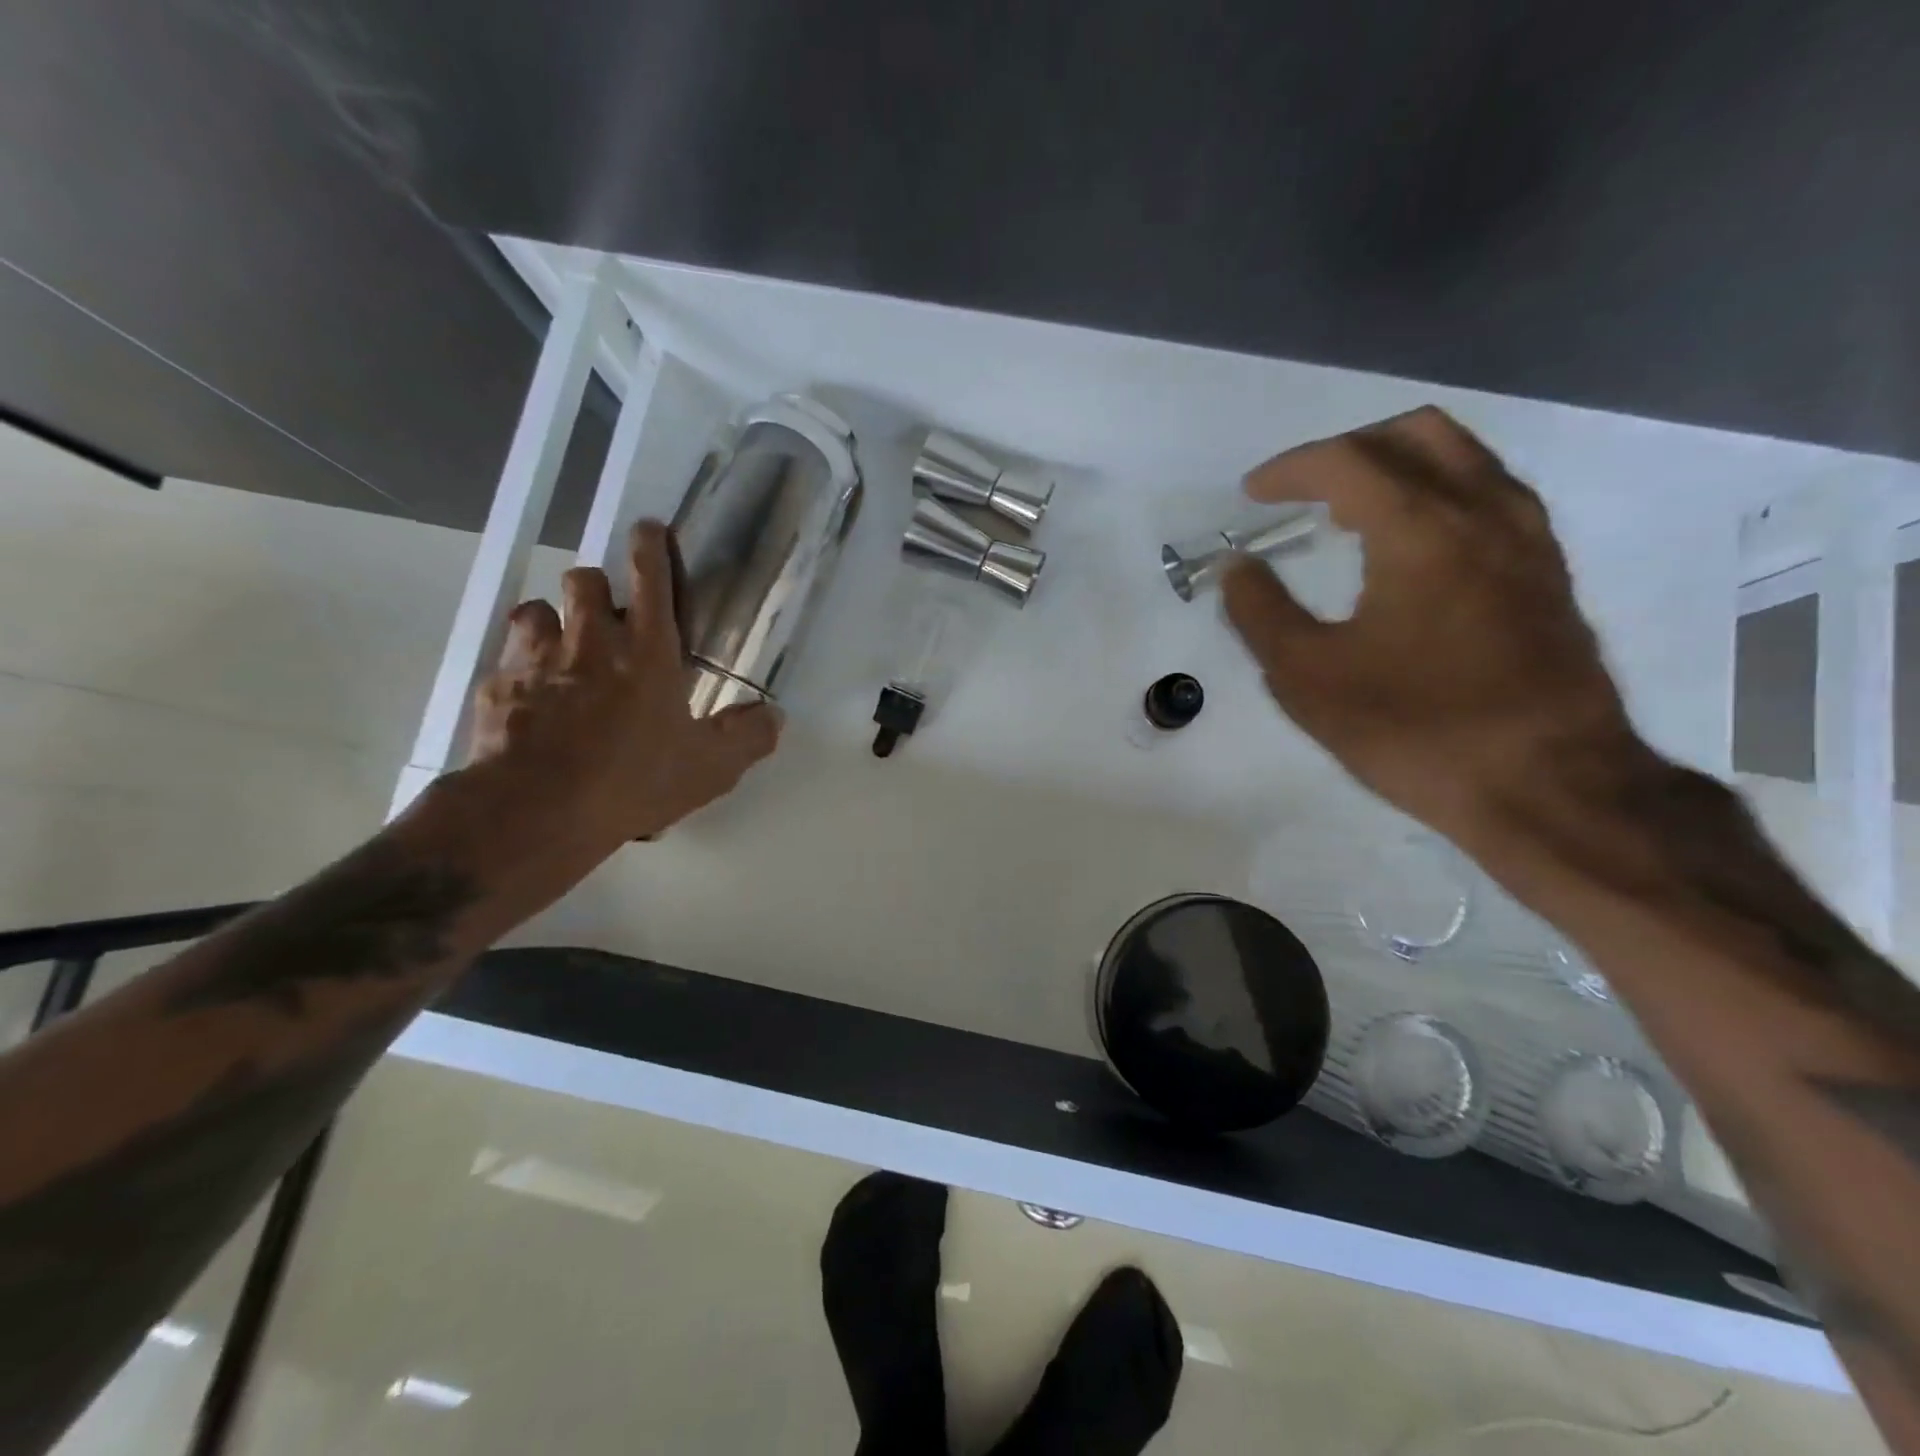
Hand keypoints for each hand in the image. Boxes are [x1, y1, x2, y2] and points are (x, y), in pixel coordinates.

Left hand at [466, 520, 780, 847]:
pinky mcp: (497, 685)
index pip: (650, 578)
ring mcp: (536, 659)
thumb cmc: (633, 780)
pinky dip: (521, 666)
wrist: (538, 810)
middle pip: (585, 579)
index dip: (650, 547)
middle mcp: (590, 641)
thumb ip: (748, 737)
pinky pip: (507, 657)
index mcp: (647, 651)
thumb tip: (774, 717)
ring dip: (553, 621)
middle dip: (597, 587)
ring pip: (538, 609)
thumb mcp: (710, 768)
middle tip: (608, 618)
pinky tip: (530, 696)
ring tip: (564, 650)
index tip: (648, 528)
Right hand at [1221, 406, 1646, 844]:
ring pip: (1462, 457)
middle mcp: (1483, 511)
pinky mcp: (1548, 570)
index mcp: (1421, 529)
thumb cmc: (1413, 729)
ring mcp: (1527, 538)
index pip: (1346, 461)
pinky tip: (1409, 545)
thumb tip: (1235, 566)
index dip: (1290, 469)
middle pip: (1415, 434)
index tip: (1252, 493)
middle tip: (1302, 491)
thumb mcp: (1307, 678)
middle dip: (1346, 450)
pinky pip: (1489, 494)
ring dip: (1397, 465)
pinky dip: (1437, 493)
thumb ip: (1260, 612)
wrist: (1545, 784)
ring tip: (1348, 512)